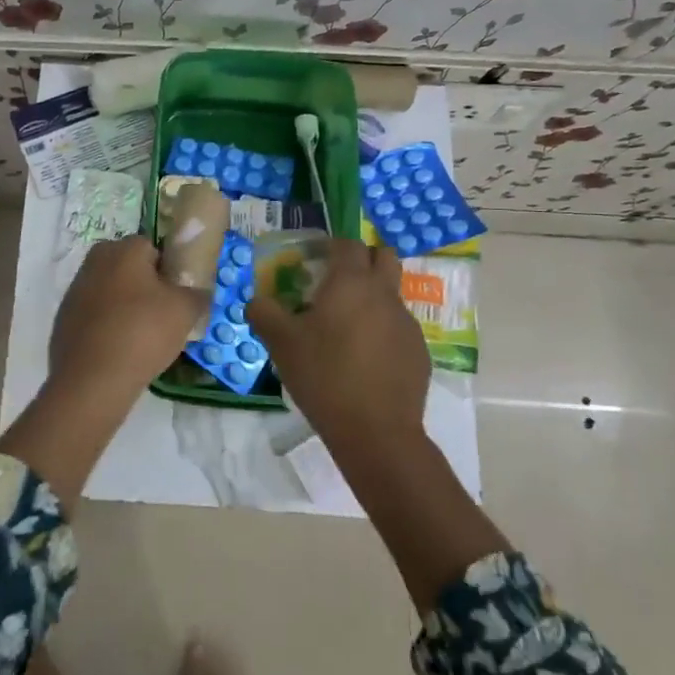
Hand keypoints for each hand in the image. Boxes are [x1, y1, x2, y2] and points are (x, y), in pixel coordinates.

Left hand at [48, 236, 208, 397]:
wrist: (92, 379)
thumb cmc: (142, 333)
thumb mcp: (185, 311)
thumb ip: (197, 294)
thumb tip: (198, 292)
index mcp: (123, 249)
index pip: (153, 248)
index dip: (168, 270)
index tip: (177, 296)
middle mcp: (94, 261)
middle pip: (129, 268)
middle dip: (145, 287)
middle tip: (163, 316)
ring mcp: (75, 290)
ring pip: (111, 292)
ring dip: (125, 307)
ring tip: (142, 338)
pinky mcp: (64, 319)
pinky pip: (95, 316)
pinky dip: (106, 326)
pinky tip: (119, 350)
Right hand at [247, 239, 428, 441]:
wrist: (375, 432)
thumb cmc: (324, 376)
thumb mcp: (281, 343)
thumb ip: (263, 313)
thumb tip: (256, 301)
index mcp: (351, 283)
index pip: (348, 243)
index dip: (330, 245)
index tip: (313, 259)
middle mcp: (384, 294)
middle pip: (384, 256)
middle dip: (363, 259)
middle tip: (337, 280)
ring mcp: (407, 323)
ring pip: (392, 293)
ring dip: (372, 297)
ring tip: (345, 328)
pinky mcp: (419, 351)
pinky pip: (398, 327)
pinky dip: (382, 330)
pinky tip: (363, 360)